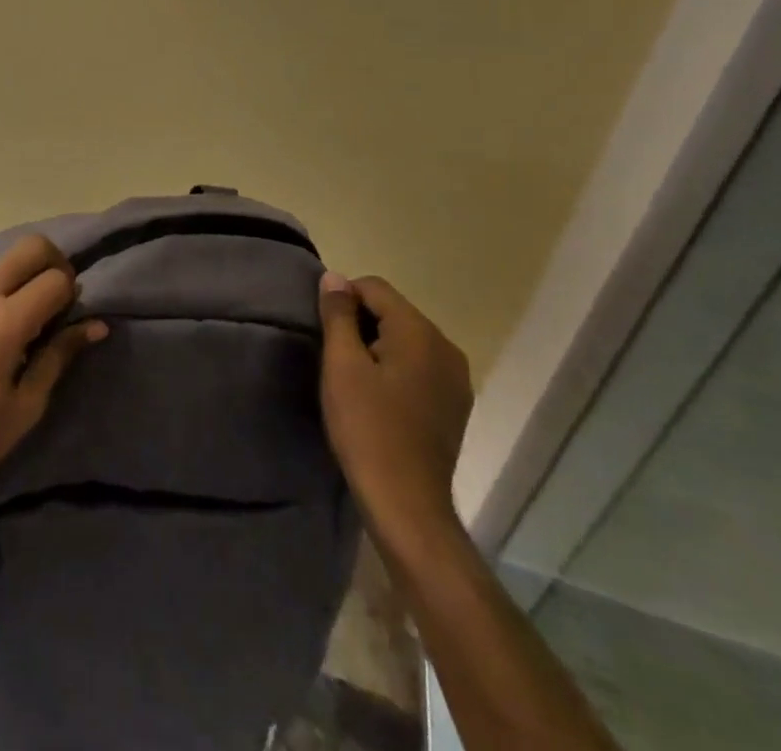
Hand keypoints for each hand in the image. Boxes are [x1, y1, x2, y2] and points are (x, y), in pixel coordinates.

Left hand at [0, 235, 106, 512]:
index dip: (72, 295)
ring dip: (25, 277)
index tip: (69, 320)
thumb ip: (60, 355)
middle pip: (32, 247)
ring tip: (24, 323)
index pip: (56, 279)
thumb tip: (96, 325)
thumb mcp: (26, 404)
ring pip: (6, 260)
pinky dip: (0, 289)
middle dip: (55, 265)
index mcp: (4, 321)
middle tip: (58, 301)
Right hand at [318, 273, 473, 559]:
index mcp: (420, 332)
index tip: (324, 331)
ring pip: (406, 338)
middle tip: (336, 358)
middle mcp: (446, 347)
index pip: (374, 287)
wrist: (406, 504)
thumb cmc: (367, 428)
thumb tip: (334, 277)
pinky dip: (396, 368)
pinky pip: (419, 365)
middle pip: (393, 311)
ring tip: (354, 380)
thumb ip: (338, 315)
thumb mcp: (341, 365)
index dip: (343, 300)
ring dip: (377, 346)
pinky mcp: (455, 403)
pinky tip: (379, 398)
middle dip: (361, 323)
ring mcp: (456, 378)